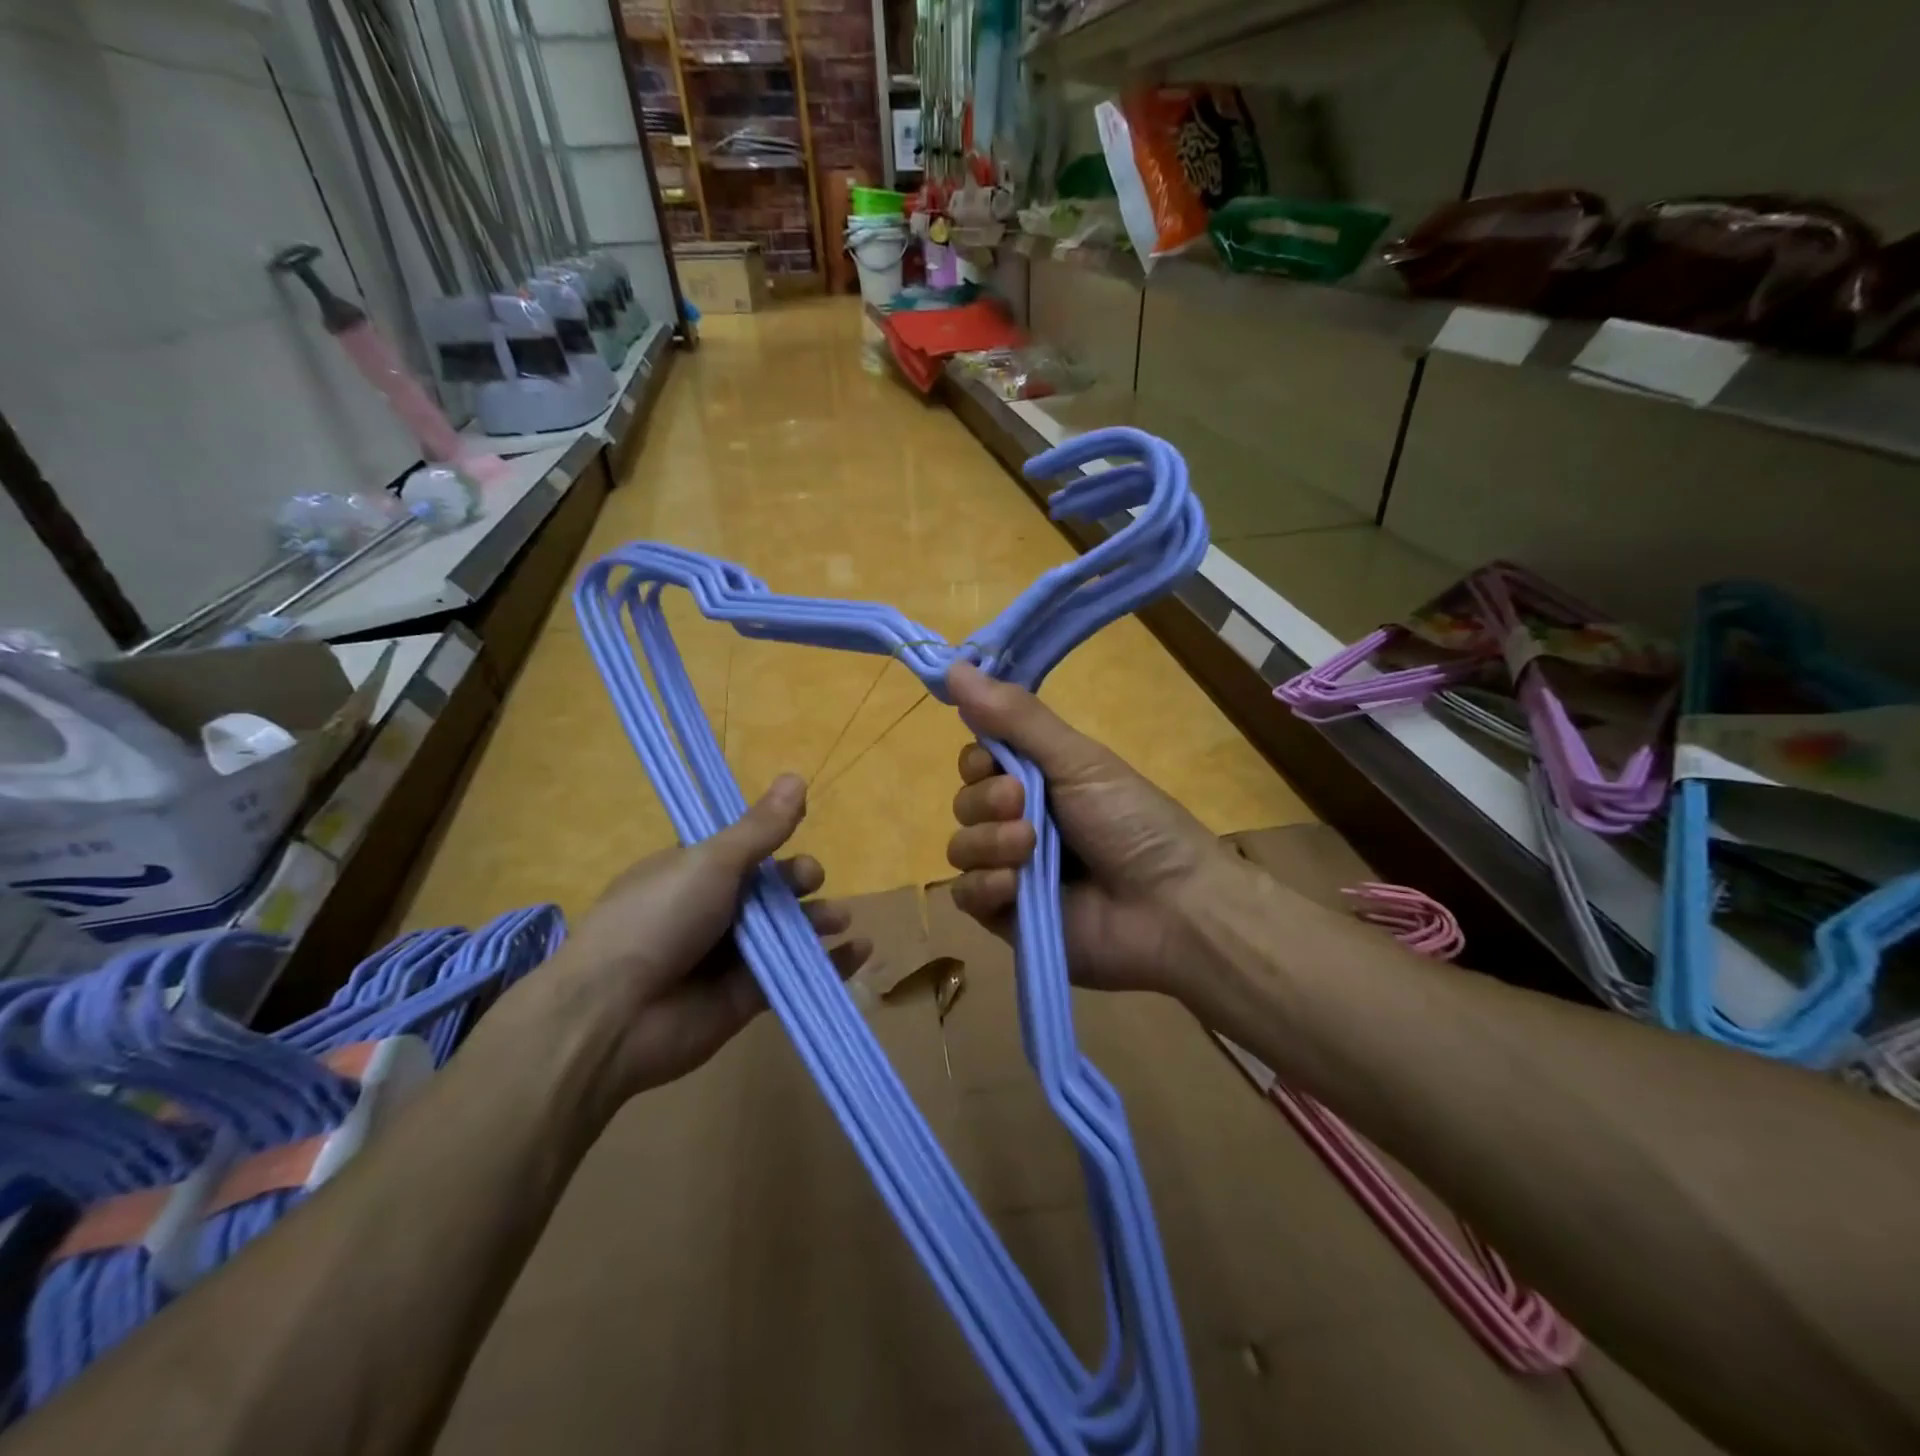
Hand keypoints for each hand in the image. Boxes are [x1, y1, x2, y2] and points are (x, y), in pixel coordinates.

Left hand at [537, 774, 869, 1100]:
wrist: (614, 1014)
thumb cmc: (658, 919)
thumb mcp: (711, 862)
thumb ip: (760, 828)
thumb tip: (796, 776)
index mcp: (694, 872)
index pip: (745, 851)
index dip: (774, 843)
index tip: (798, 833)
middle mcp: (714, 910)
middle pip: (771, 890)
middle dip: (799, 881)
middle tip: (810, 881)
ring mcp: (731, 955)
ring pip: (788, 931)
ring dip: (819, 921)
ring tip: (840, 920)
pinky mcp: (748, 996)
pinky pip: (797, 973)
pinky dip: (832, 964)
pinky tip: (860, 951)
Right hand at [943, 663, 1251, 998]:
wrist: (1172, 909)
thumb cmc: (1133, 822)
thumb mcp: (1078, 760)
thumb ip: (1016, 718)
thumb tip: (954, 665)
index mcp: (1040, 781)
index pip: (978, 761)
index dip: (978, 759)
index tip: (995, 758)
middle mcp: (1021, 821)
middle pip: (965, 802)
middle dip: (986, 800)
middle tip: (1023, 804)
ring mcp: (1013, 870)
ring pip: (961, 847)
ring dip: (989, 842)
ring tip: (1030, 848)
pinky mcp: (1007, 917)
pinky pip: (965, 895)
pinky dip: (984, 886)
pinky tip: (1015, 886)